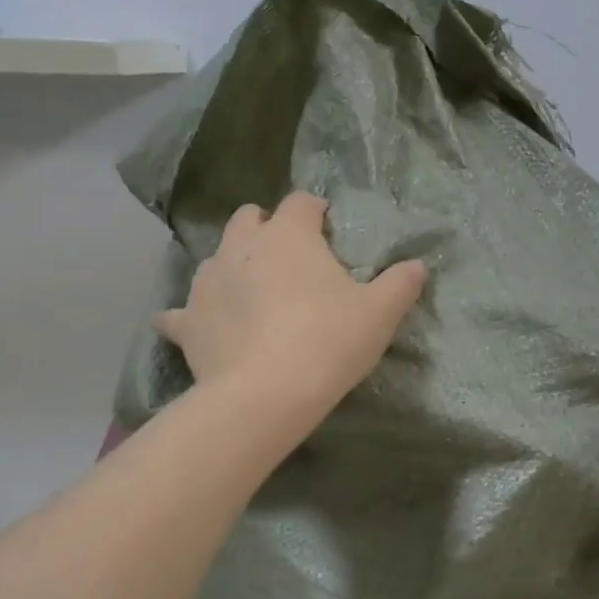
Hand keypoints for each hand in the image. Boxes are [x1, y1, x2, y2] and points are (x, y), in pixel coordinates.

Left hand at [155, 191, 426, 421]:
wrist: (265, 395)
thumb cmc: (328, 343)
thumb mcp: (379, 314)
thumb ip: (400, 284)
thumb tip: (417, 265)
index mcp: (289, 235)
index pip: (302, 203)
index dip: (316, 211)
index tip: (328, 229)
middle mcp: (241, 246)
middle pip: (249, 219)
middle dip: (267, 229)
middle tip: (289, 260)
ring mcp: (207, 282)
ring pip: (216, 258)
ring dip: (233, 267)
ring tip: (252, 295)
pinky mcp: (186, 321)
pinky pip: (180, 313)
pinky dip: (191, 316)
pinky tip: (196, 327)